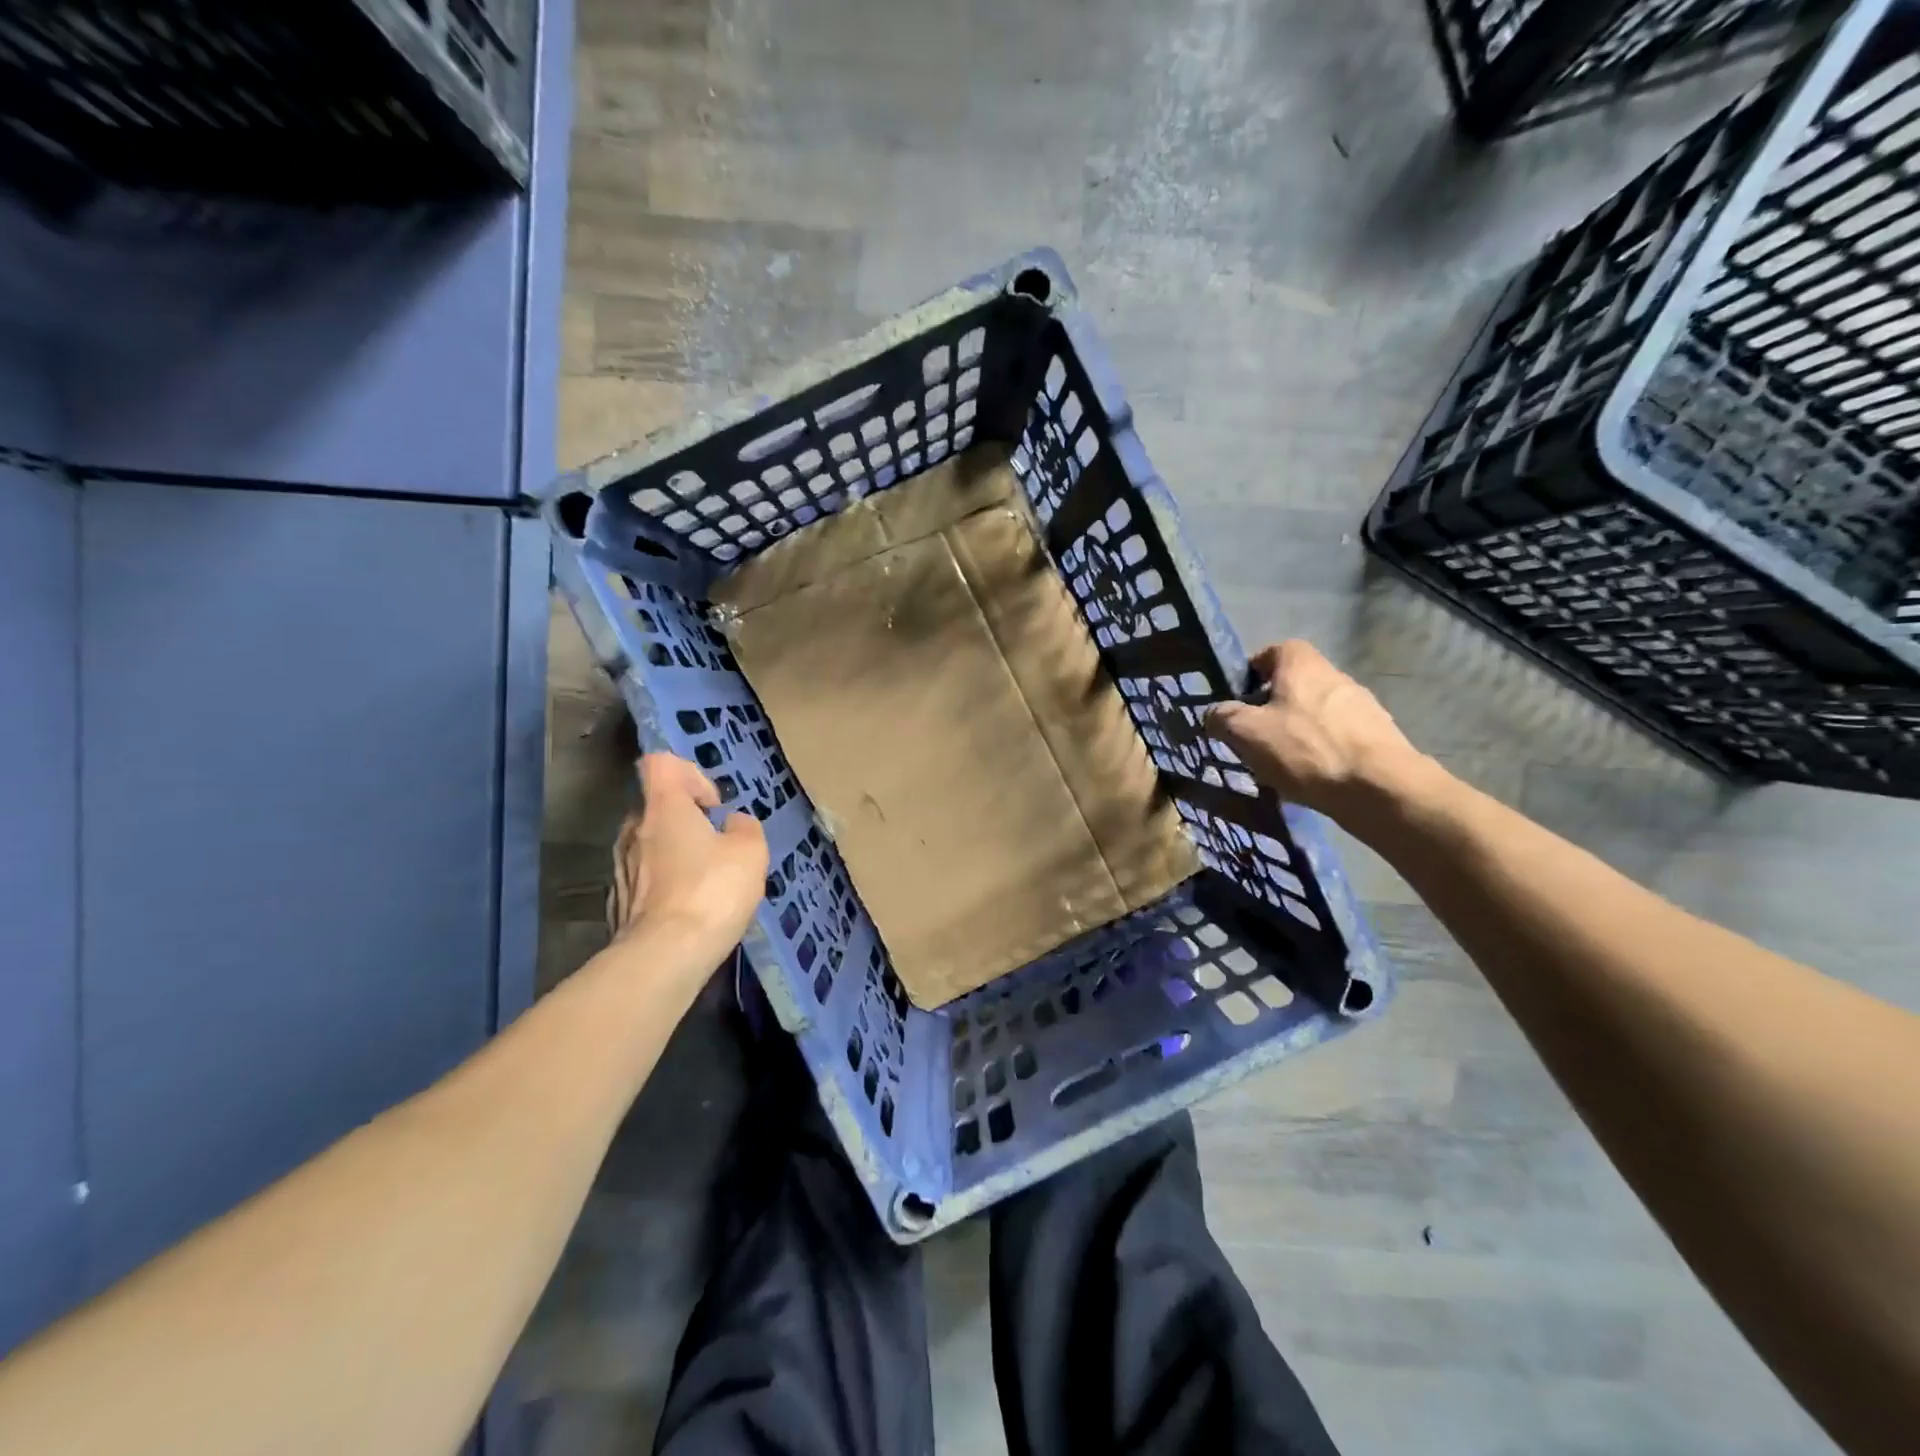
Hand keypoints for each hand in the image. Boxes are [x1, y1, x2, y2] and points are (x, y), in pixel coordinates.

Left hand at [607, 754, 768, 963]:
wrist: (664, 956)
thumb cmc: (711, 890)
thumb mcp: (751, 851)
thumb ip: (744, 828)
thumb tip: (732, 825)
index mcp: (663, 807)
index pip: (661, 764)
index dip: (691, 774)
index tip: (713, 806)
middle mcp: (634, 829)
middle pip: (657, 807)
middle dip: (686, 821)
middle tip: (716, 847)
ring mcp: (620, 867)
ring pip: (650, 845)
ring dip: (676, 855)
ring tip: (706, 882)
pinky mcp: (618, 902)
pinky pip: (645, 880)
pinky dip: (665, 886)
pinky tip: (689, 910)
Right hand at [1205, 640, 1428, 825]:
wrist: (1379, 788)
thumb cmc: (1306, 749)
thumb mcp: (1246, 733)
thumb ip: (1222, 718)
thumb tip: (1214, 714)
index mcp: (1302, 664)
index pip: (1273, 650)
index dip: (1252, 671)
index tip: (1238, 700)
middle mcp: (1335, 675)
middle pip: (1294, 683)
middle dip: (1272, 707)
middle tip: (1254, 737)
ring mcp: (1361, 706)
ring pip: (1316, 712)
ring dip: (1297, 731)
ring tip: (1281, 764)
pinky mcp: (1378, 736)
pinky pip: (1338, 737)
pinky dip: (1321, 751)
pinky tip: (1312, 778)